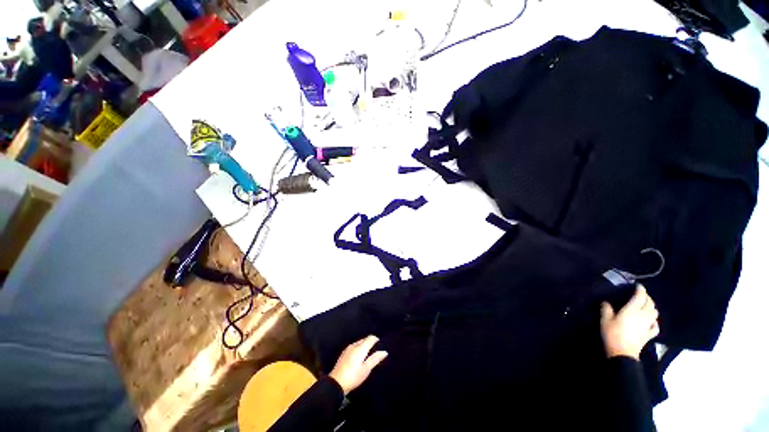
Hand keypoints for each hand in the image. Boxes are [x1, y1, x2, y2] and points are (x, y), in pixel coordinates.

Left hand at [329, 335, 387, 394]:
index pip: (371, 337)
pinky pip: (354, 347)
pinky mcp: (343, 353)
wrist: (336, 383)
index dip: (377, 340)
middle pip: (365, 339)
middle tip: (374, 353)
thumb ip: (375, 359)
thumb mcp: (366, 369)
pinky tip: (358, 359)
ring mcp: (348, 349)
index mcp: (360, 348)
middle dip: (370, 343)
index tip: (380, 346)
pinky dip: (358, 349)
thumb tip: (384, 352)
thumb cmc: (353, 377)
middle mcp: (354, 345)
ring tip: (367, 356)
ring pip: (359, 343)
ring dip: (364, 346)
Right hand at [600, 285, 659, 359]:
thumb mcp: (605, 319)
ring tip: (646, 306)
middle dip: (647, 298)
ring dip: (652, 308)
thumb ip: (606, 309)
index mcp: (632, 310)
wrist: (622, 352)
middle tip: (641, 295)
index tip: (638, 286)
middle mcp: (643, 315)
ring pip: (655, 313)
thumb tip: (606, 302)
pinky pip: (655, 326)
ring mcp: (648, 325)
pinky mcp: (649, 334)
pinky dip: (654, 321)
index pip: (640, 296)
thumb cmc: (612, 333)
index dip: (640, 290)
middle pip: (650, 304)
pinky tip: (651, 322)